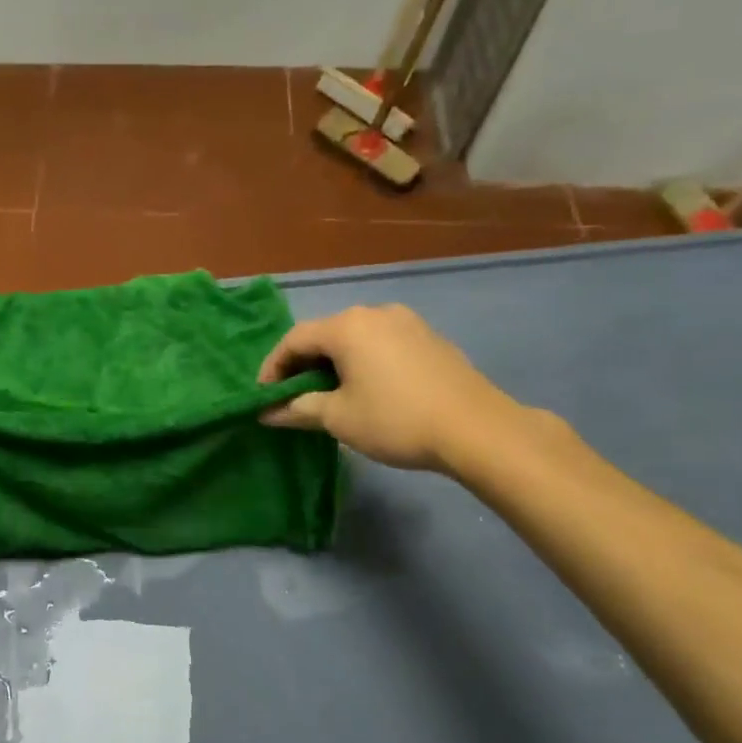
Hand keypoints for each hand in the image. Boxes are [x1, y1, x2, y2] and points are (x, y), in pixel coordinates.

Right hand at [257, 305, 525, 471]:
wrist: (478, 429)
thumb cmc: (396, 420)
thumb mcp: (339, 417)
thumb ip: (297, 409)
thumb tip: (266, 412)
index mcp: (347, 326)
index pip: (294, 339)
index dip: (273, 367)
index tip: (264, 396)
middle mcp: (375, 313)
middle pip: (325, 335)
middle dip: (303, 365)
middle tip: (293, 396)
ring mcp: (407, 322)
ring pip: (355, 338)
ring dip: (335, 363)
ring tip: (329, 394)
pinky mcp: (429, 338)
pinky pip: (382, 344)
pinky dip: (364, 362)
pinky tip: (368, 388)